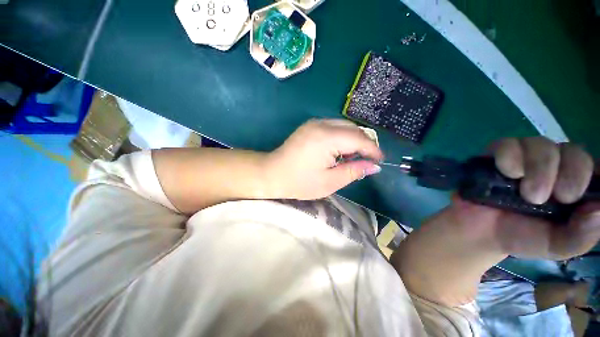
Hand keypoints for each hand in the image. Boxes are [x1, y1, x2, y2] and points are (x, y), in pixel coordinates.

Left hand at [265, 119, 382, 199]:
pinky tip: (340, 151)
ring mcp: (314, 123)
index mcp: (327, 138)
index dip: (372, 149)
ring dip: (353, 140)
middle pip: (353, 129)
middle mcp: (321, 124)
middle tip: (367, 161)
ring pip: (344, 126)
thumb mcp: (329, 182)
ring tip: (354, 157)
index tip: (380, 161)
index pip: (359, 138)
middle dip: (364, 144)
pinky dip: (342, 137)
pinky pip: (334, 127)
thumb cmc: (299, 182)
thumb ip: (353, 171)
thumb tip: (373, 166)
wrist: (272, 173)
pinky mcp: (310, 126)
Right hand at [485, 137, 599, 259]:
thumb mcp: (556, 246)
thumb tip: (599, 210)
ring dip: (539, 169)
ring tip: (527, 194)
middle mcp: (554, 166)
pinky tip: (508, 173)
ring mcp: (525, 157)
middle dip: (572, 174)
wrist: (479, 230)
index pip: (596, 167)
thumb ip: (581, 235)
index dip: (595, 174)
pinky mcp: (498, 154)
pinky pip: (508, 144)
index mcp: (574, 185)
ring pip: (541, 144)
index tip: (584, 195)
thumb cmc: (521, 236)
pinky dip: (510, 157)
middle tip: (560, 198)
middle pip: (573, 151)